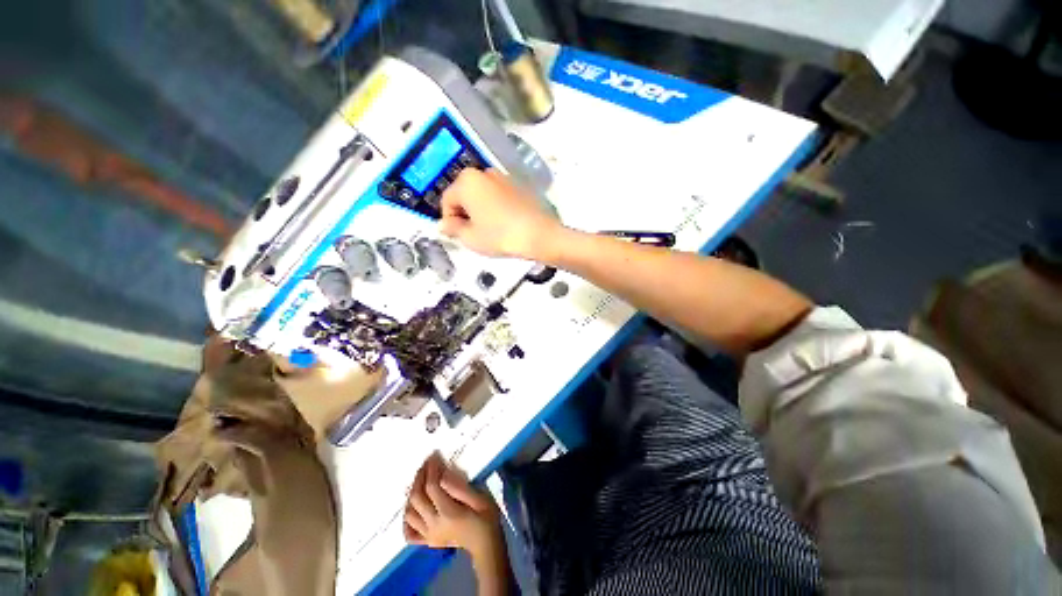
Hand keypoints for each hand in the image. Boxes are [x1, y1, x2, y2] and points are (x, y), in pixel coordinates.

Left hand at [403, 453, 503, 558]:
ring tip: (420, 479)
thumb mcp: (480, 498)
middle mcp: (434, 525)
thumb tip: (443, 475)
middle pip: (417, 498)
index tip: (434, 456)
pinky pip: (409, 532)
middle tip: (426, 463)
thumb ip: (460, 488)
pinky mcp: (427, 541)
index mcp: (448, 513)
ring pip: (410, 513)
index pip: (432, 487)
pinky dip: (406, 519)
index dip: (431, 469)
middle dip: (419, 477)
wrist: (485, 544)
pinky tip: (412, 507)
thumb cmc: (486, 517)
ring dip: (412, 494)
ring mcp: (428, 535)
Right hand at [439, 168, 561, 258]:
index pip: (447, 200)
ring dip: (481, 209)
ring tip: (489, 230)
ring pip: (483, 194)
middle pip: (465, 194)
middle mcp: (484, 173)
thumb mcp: (471, 238)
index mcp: (467, 182)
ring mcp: (504, 178)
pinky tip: (504, 224)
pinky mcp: (520, 186)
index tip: (456, 234)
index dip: (449, 219)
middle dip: (465, 213)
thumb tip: (444, 224)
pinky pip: (499, 196)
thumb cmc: (501, 236)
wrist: (539, 235)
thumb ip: (453, 229)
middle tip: (472, 233)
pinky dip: (496, 207)